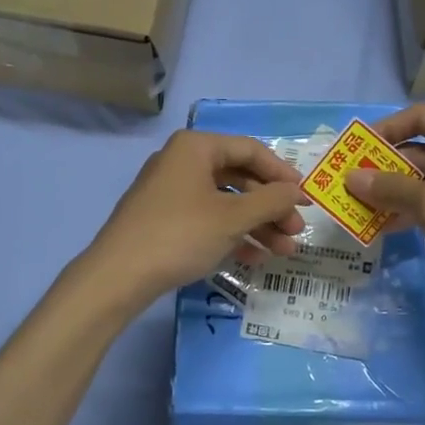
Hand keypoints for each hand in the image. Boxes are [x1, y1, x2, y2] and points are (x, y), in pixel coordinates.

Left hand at [82, 130, 305, 305]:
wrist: (118, 277)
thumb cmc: (180, 235)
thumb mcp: (232, 218)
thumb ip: (270, 200)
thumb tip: (297, 190)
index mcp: (195, 147)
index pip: (250, 150)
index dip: (282, 173)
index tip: (306, 197)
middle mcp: (182, 161)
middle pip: (239, 177)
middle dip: (271, 206)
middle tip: (296, 231)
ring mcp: (170, 191)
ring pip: (225, 202)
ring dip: (256, 225)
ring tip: (284, 252)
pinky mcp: (164, 219)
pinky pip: (207, 219)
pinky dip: (232, 234)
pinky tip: (254, 258)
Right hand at [344, 103, 424, 332]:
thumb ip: (390, 187)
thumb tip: (351, 178)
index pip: (422, 118)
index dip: (388, 128)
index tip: (357, 147)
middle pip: (420, 150)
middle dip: (384, 166)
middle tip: (349, 181)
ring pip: (422, 180)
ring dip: (391, 191)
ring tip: (356, 204)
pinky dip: (406, 210)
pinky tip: (379, 225)